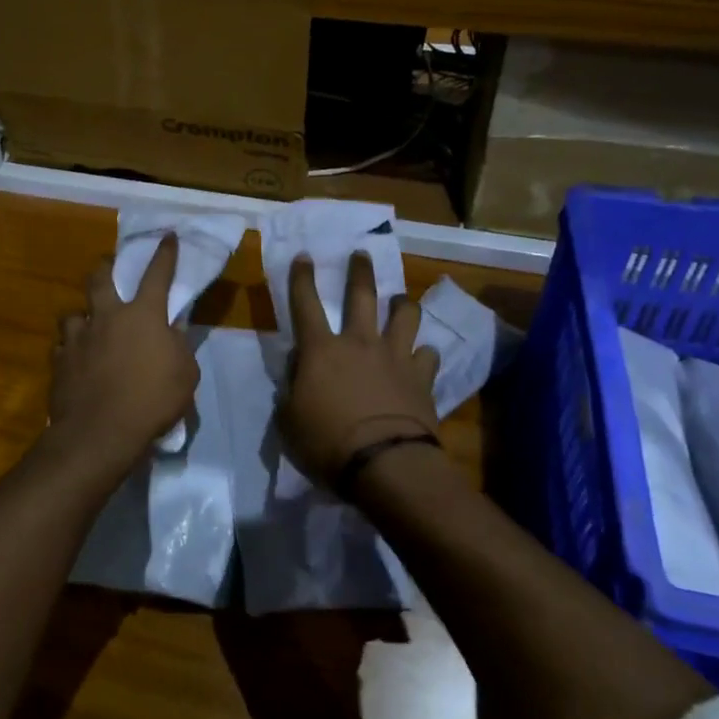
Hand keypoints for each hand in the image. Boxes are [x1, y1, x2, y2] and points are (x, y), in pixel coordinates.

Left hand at [49, 234, 199, 474]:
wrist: (100, 432)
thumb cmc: (152, 401)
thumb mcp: (185, 373)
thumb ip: (179, 346)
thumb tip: (172, 330)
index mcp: (143, 315)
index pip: (157, 274)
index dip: (164, 253)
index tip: (167, 236)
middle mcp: (107, 316)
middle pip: (100, 278)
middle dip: (105, 267)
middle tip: (108, 266)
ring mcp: (78, 338)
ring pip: (72, 313)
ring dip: (81, 316)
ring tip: (86, 325)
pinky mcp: (58, 362)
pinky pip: (61, 347)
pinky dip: (69, 349)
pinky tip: (74, 359)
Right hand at [279, 253, 440, 486]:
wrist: (385, 464)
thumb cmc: (327, 444)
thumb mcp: (289, 420)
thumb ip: (291, 389)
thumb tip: (298, 368)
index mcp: (321, 350)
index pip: (305, 304)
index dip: (301, 278)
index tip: (304, 256)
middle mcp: (360, 342)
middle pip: (361, 295)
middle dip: (360, 271)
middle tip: (362, 254)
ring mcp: (395, 356)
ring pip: (405, 315)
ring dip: (403, 304)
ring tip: (401, 301)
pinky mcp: (422, 377)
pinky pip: (428, 355)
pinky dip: (424, 354)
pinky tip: (423, 358)